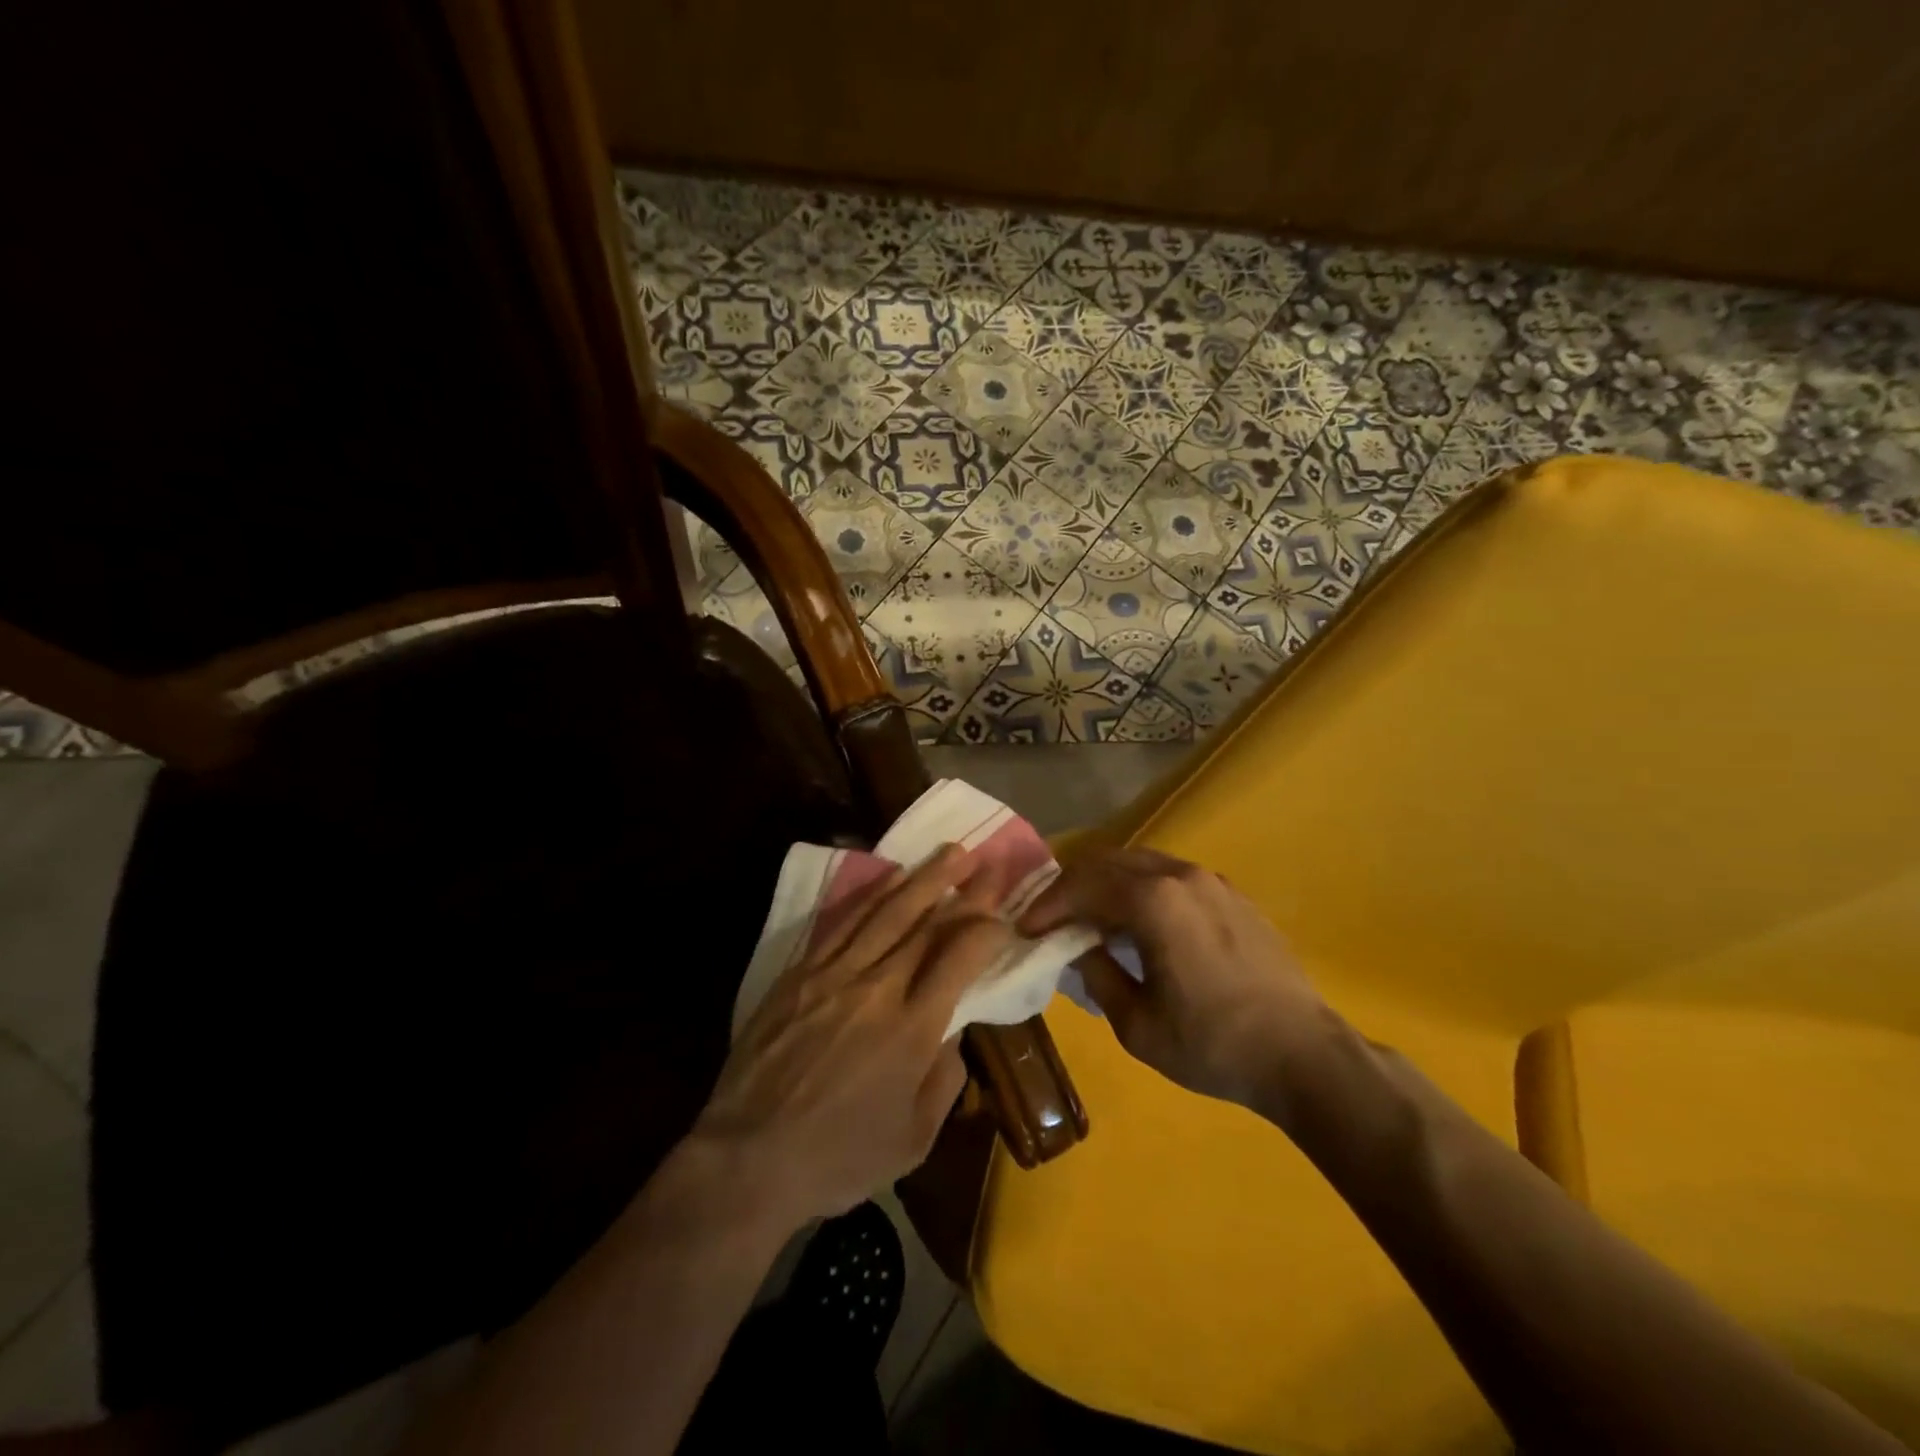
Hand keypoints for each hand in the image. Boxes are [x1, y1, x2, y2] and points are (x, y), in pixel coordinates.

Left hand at [693, 845, 1010, 1229]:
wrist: (747, 1159)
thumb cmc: (838, 1158)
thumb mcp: (912, 1140)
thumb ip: (944, 1079)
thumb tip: (954, 1030)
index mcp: (911, 1031)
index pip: (959, 960)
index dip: (986, 930)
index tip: (1003, 914)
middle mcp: (877, 990)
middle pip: (927, 925)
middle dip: (965, 890)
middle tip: (988, 861)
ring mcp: (834, 975)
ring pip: (887, 913)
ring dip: (924, 879)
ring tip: (950, 853)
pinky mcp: (801, 973)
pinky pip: (844, 923)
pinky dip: (872, 895)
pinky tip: (892, 877)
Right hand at [1020, 848, 1337, 1111]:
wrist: (1303, 1054)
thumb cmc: (1212, 1044)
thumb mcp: (1136, 1023)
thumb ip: (1096, 974)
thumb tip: (1076, 947)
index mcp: (1153, 901)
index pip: (1082, 886)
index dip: (1047, 905)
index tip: (1026, 929)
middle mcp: (1180, 876)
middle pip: (1108, 861)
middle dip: (1072, 885)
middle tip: (1050, 917)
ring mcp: (1210, 881)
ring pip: (1140, 863)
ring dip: (1106, 884)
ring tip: (1089, 918)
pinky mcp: (1231, 894)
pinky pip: (1171, 876)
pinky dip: (1140, 888)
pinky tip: (1138, 923)